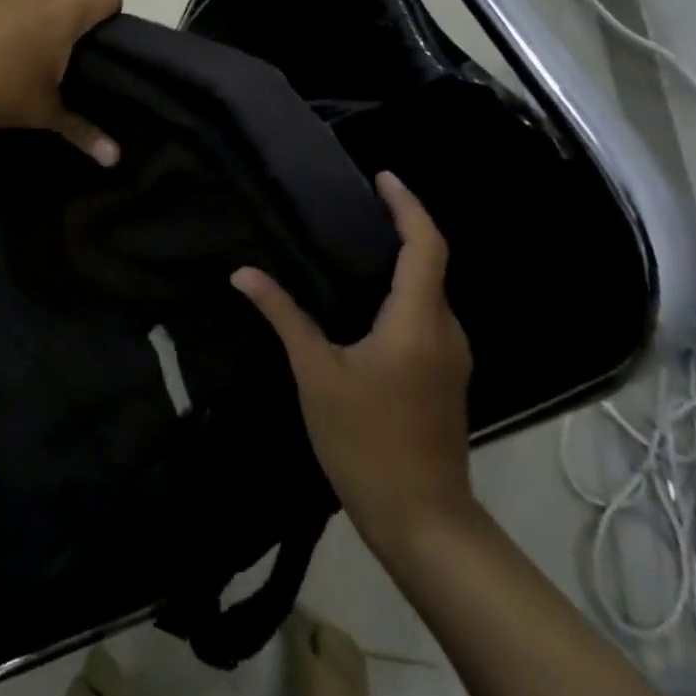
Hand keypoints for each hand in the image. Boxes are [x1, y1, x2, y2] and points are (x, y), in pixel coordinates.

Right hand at [231, 172, 473, 559]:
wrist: (422, 519)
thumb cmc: (366, 440)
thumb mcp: (316, 373)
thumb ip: (283, 316)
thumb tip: (244, 273)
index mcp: (418, 321)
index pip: (425, 245)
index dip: (407, 205)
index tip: (382, 176)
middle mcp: (446, 330)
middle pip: (432, 263)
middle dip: (402, 226)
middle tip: (358, 205)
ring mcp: (452, 357)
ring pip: (431, 292)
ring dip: (402, 261)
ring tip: (355, 244)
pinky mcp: (446, 377)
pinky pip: (427, 316)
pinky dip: (403, 292)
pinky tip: (366, 302)